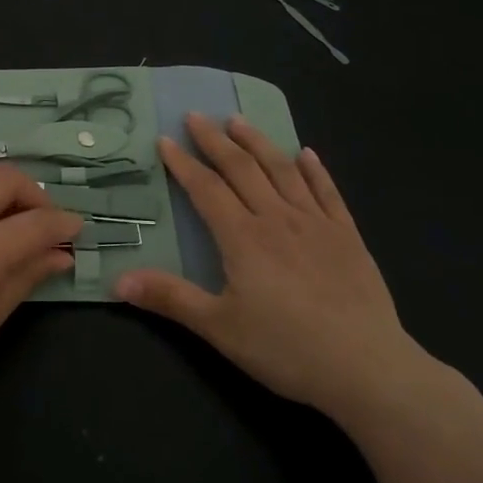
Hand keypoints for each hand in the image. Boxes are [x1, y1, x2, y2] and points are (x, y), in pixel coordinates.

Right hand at [115, 114, 439, 430]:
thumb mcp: (218, 327)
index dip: (183, 163)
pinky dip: (315, 170)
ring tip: (239, 121)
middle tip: (196, 116)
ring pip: (282, 171)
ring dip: (258, 142)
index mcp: (243, 237)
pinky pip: (328, 192)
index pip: (206, 189)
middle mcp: (277, 219)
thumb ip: (170, 298)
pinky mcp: (348, 237)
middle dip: (215, 141)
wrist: (365, 366)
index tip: (165, 140)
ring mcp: (316, 224)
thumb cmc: (285, 348)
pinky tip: (307, 154)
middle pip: (242, 169)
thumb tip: (118, 279)